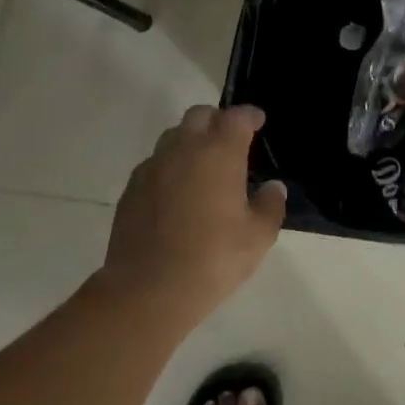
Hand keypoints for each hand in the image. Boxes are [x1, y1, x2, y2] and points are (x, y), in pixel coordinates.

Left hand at [101, 104, 286, 325]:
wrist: (147, 289)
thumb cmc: (212, 259)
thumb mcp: (258, 237)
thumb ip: (270, 206)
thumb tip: (273, 188)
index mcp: (219, 153)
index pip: (237, 117)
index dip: (250, 115)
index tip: (258, 121)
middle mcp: (184, 149)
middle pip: (200, 115)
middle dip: (217, 120)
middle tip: (230, 140)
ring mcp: (153, 167)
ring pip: (173, 136)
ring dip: (190, 140)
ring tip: (202, 165)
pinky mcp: (131, 188)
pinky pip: (154, 163)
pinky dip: (169, 166)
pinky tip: (176, 191)